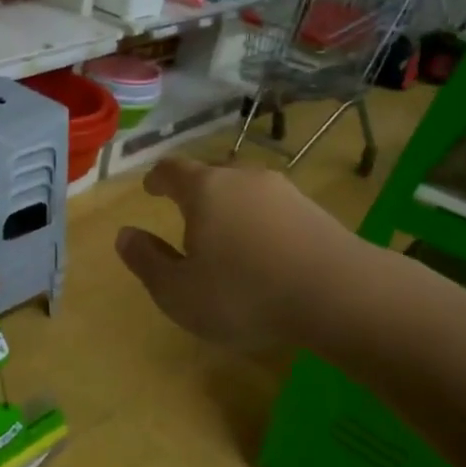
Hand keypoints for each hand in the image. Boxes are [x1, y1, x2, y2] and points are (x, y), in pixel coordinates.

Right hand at [116, 157, 376, 352]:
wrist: (340, 295)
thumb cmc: (243, 293)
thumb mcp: (178, 291)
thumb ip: (147, 261)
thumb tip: (125, 235)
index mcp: (204, 190)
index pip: (172, 170)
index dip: (157, 178)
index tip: (151, 188)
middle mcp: (243, 179)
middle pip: (212, 175)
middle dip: (196, 193)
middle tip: (188, 218)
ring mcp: (285, 192)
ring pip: (246, 192)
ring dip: (232, 209)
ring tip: (228, 239)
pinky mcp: (316, 212)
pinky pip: (276, 211)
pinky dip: (262, 225)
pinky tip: (266, 254)